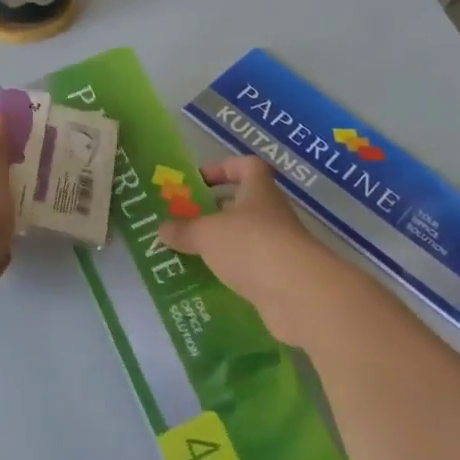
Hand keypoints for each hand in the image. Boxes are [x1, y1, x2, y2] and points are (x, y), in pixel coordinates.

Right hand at [159, 156, 357, 345]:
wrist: (297, 293)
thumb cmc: (250, 245)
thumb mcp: (206, 233)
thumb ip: (184, 230)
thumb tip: (162, 229)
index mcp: (258, 191)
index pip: (246, 166)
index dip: (223, 168)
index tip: (198, 181)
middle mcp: (271, 214)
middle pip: (243, 203)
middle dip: (215, 210)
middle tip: (185, 220)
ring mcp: (278, 247)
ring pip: (245, 238)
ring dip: (220, 243)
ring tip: (189, 252)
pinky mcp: (278, 277)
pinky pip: (249, 268)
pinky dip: (230, 271)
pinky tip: (208, 279)